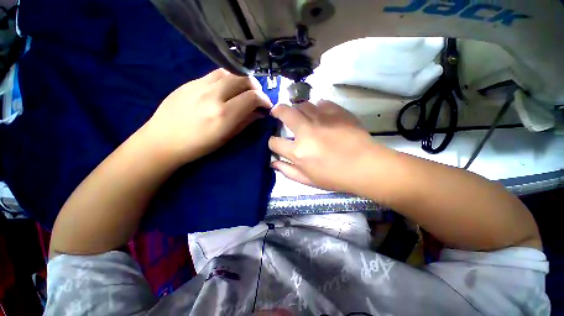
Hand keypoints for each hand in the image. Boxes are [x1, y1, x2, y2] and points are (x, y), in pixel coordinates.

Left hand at [142, 69, 271, 163]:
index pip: (252, 97)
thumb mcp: (226, 138)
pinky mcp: (190, 81)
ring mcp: (200, 85)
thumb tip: (260, 113)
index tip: (267, 105)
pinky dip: (228, 78)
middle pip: (243, 79)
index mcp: (224, 115)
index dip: (264, 99)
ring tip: (243, 90)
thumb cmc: (198, 146)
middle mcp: (214, 95)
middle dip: (256, 87)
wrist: (163, 140)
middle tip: (257, 96)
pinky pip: (216, 73)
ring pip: (230, 72)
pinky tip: (227, 88)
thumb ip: (246, 122)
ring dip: (242, 80)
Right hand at [269, 100, 381, 192]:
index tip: (276, 143)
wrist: (366, 166)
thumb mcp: (308, 180)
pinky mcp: (336, 112)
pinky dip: (317, 107)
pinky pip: (321, 102)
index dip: (272, 142)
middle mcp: (306, 131)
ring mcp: (322, 119)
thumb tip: (273, 162)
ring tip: (301, 115)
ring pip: (302, 104)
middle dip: (277, 111)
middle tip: (278, 112)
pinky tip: (321, 115)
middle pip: (284, 112)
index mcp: (298, 152)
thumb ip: (288, 171)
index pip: (274, 142)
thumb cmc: (335, 177)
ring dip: (298, 109)